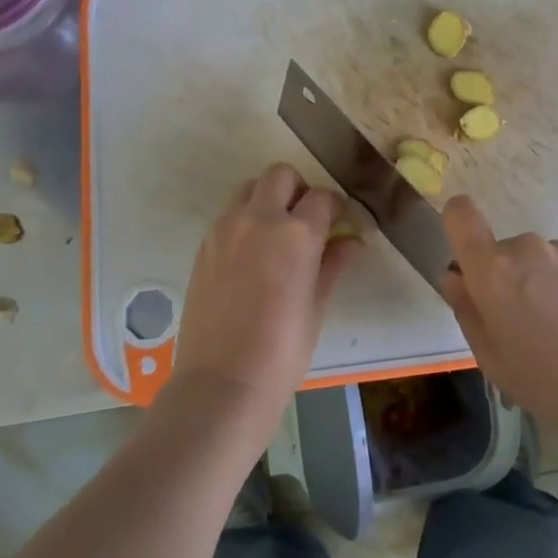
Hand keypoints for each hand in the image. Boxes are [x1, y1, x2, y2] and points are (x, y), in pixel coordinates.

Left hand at [172, 163, 361, 411]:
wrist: (223, 382)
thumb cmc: (283, 350)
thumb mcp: (317, 305)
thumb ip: (333, 264)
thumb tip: (353, 242)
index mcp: (296, 233)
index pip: (322, 198)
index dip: (336, 207)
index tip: (340, 223)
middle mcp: (259, 219)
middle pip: (280, 175)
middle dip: (298, 189)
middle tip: (306, 220)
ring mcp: (225, 230)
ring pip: (248, 189)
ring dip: (267, 199)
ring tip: (276, 235)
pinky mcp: (204, 246)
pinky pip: (228, 216)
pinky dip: (244, 220)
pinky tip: (252, 256)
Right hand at [439, 195, 557, 437]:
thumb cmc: (543, 380)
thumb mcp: (488, 355)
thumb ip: (465, 307)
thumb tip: (457, 276)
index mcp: (492, 268)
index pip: (461, 213)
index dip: (457, 225)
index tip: (466, 259)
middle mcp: (526, 248)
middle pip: (500, 249)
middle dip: (503, 277)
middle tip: (518, 323)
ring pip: (534, 259)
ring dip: (535, 282)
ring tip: (555, 328)